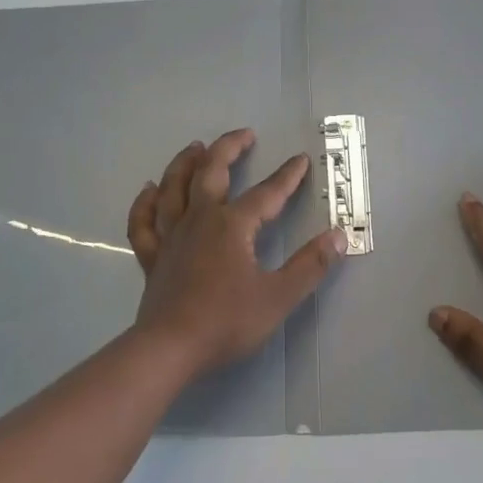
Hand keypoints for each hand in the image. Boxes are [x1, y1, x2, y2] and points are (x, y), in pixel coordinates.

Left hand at [126, 129, 346, 375]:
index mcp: (232, 226)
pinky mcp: (152, 256)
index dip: (287, 176)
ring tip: (195, 147)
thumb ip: (310, 265)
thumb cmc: (226, 322)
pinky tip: (148, 189)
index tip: (300, 159)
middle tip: (245, 134)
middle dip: (229, 148)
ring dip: (185, 162)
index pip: (266, 193)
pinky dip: (145, 202)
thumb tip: (339, 236)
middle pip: (210, 172)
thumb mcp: (279, 297)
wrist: (170, 348)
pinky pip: (144, 221)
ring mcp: (171, 236)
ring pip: (174, 187)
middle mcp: (199, 220)